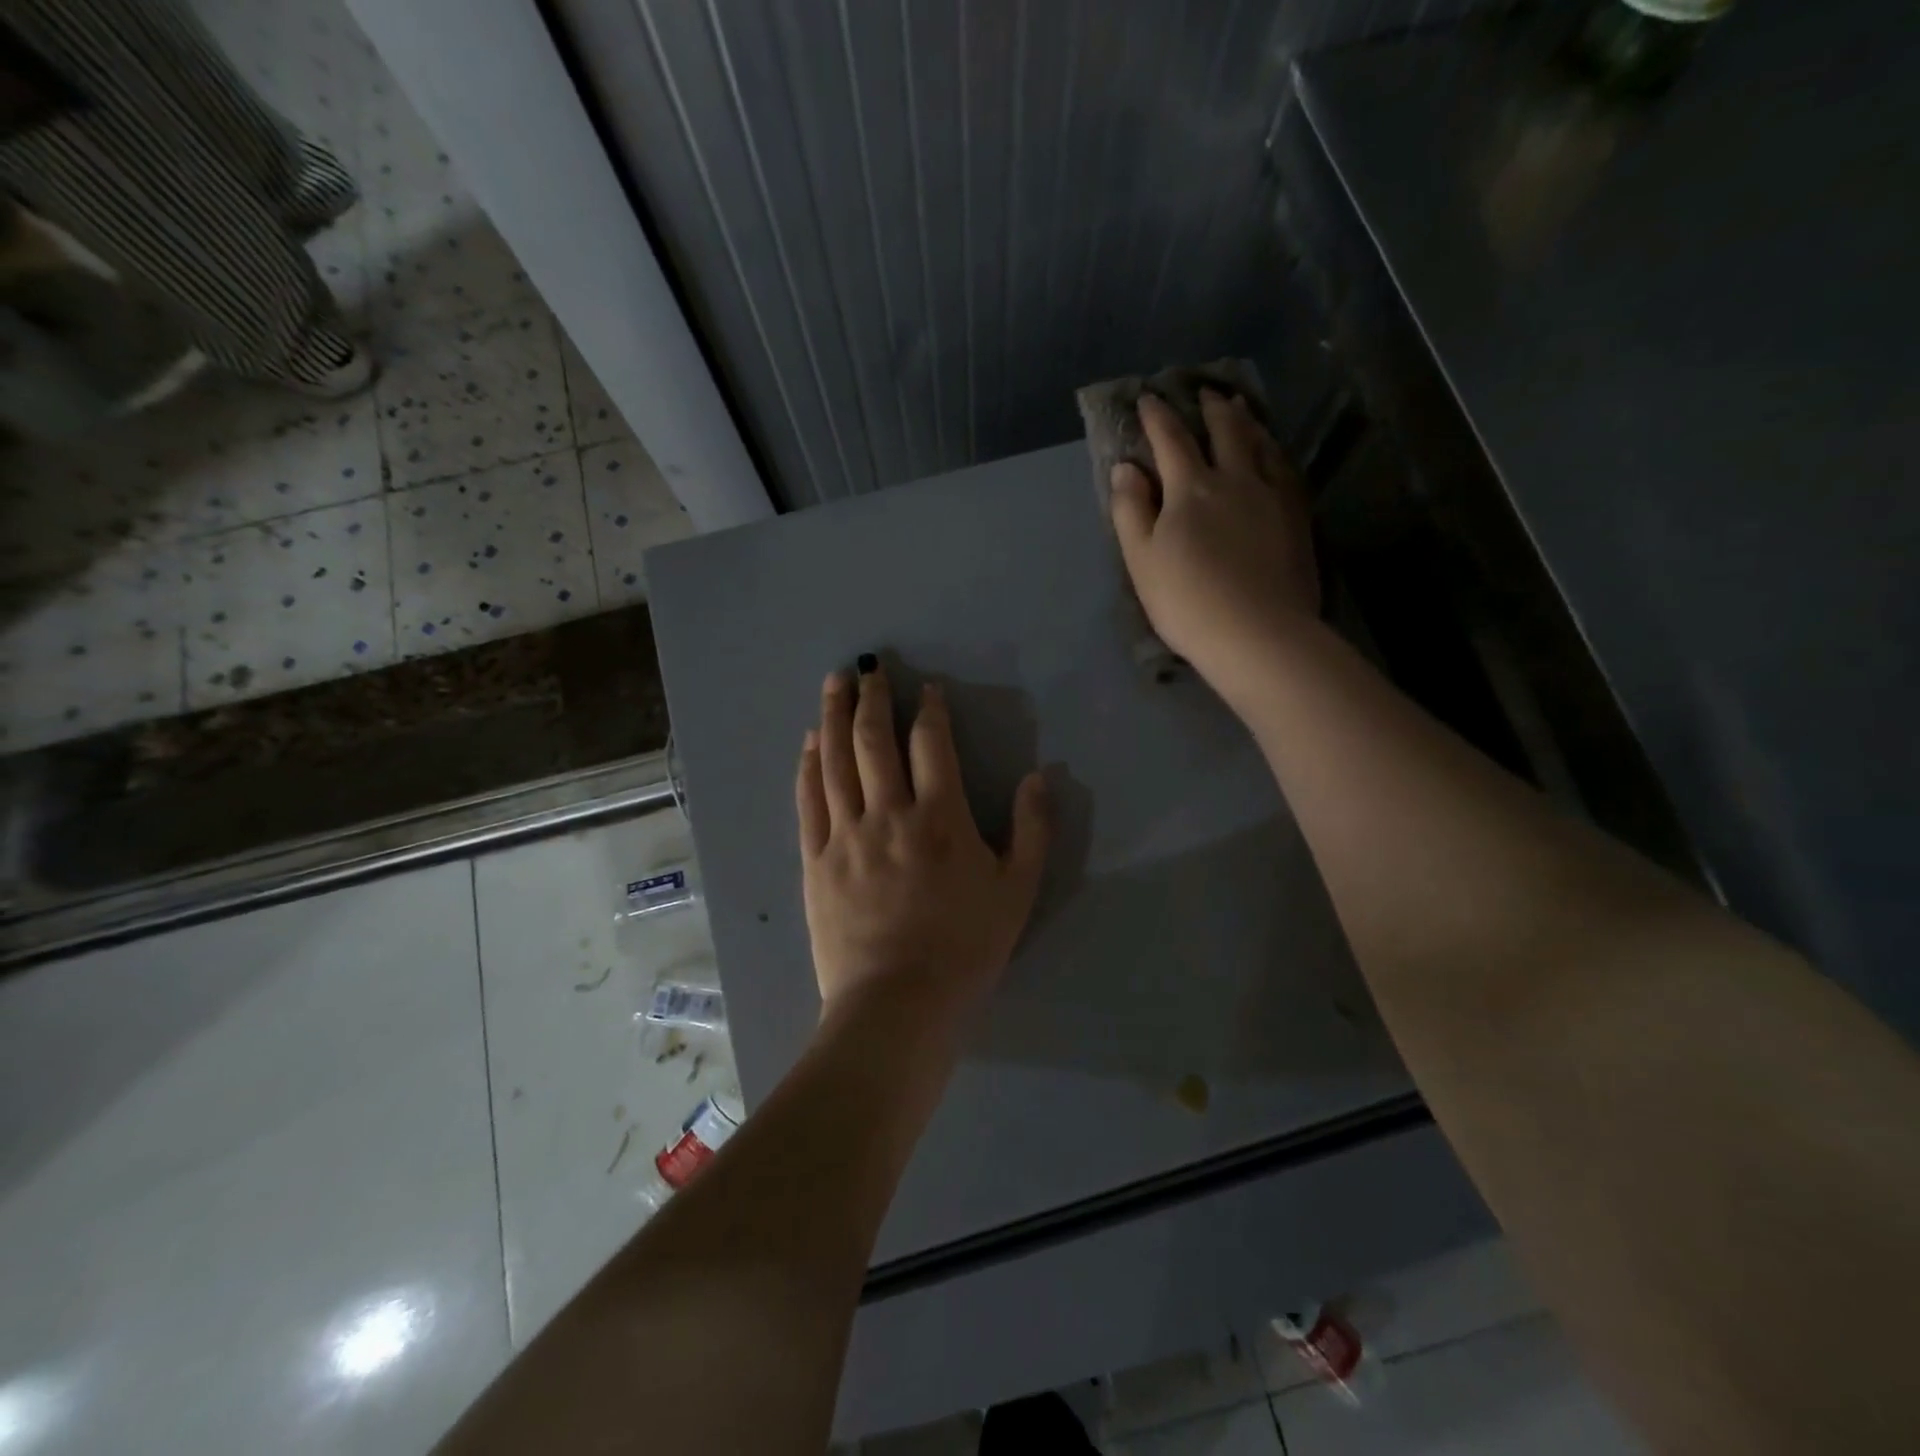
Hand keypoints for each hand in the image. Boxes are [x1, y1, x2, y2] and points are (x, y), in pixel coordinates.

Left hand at [796, 663, 1051, 1020]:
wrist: (897, 1003)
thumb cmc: (964, 948)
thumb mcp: (1017, 891)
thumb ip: (1032, 830)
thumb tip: (1039, 776)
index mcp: (940, 818)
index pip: (930, 745)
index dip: (928, 710)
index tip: (925, 689)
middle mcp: (888, 814)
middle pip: (874, 741)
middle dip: (872, 698)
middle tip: (867, 668)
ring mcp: (845, 835)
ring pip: (836, 762)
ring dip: (835, 717)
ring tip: (833, 683)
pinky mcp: (816, 860)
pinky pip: (809, 801)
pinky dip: (809, 766)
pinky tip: (809, 743)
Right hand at [1110, 391, 1319, 703]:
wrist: (1258, 634)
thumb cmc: (1187, 601)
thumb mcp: (1141, 559)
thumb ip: (1131, 510)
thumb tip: (1126, 468)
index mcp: (1191, 488)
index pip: (1171, 440)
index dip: (1157, 417)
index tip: (1148, 398)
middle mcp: (1236, 480)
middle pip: (1224, 432)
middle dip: (1210, 409)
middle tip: (1205, 392)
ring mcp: (1272, 497)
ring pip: (1261, 445)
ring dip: (1247, 422)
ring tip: (1241, 410)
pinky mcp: (1297, 518)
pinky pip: (1286, 470)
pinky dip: (1275, 452)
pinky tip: (1274, 454)